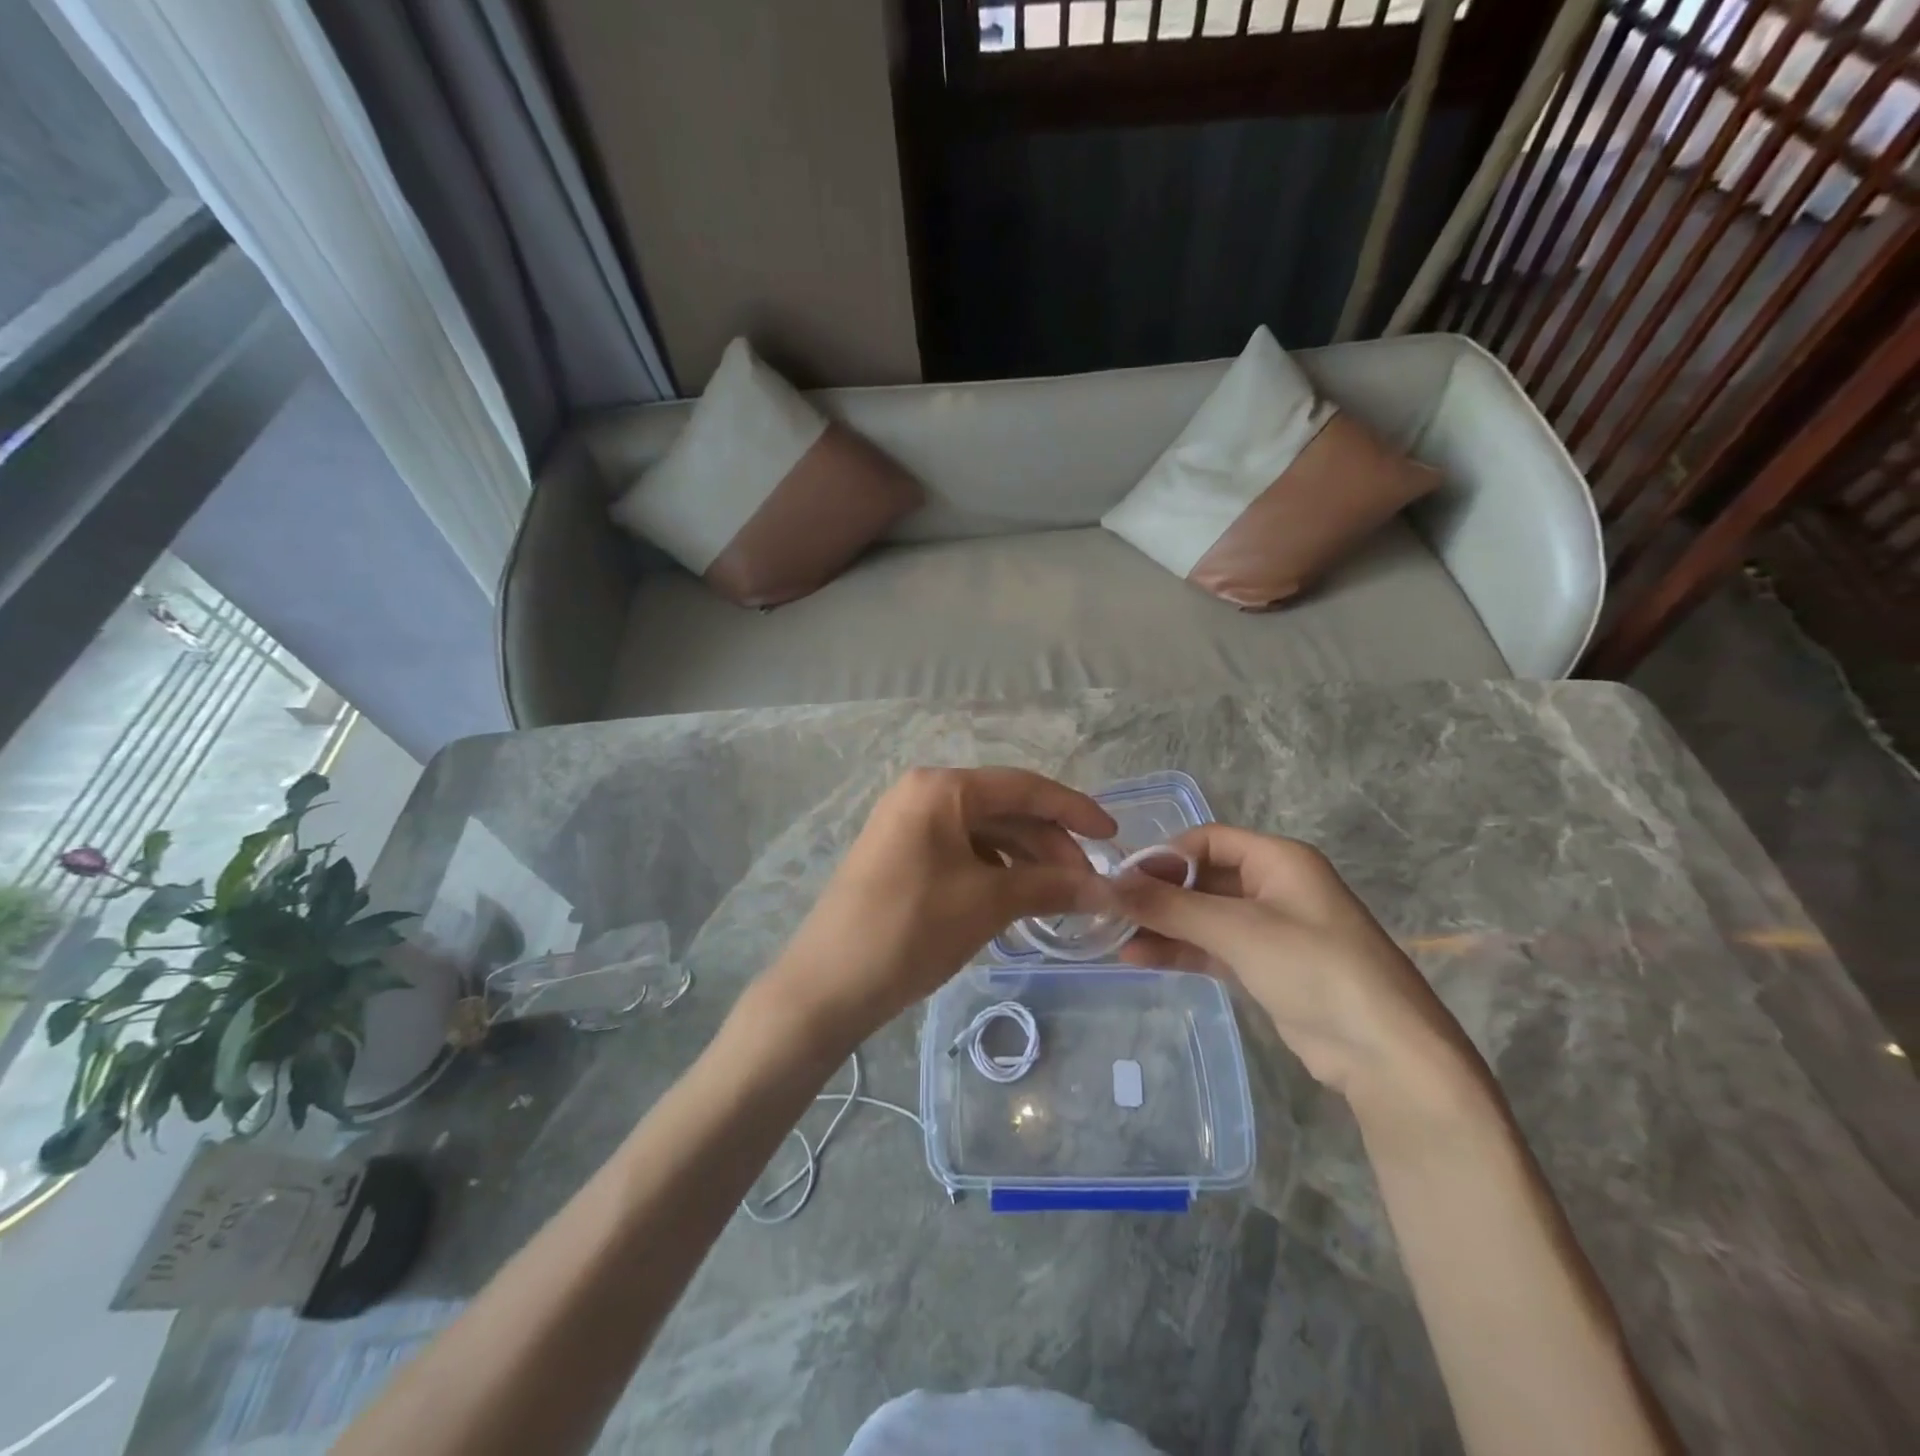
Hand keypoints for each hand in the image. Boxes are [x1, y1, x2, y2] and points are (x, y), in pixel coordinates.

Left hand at [761, 767, 1116, 1045]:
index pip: (1024, 787)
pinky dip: (994, 871)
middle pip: (1004, 808)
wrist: (827, 985)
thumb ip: (1051, 886)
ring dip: (1024, 860)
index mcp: (942, 788)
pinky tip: (1015, 900)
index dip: (1074, 810)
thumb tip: (1105, 889)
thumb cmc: (912, 930)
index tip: (1113, 836)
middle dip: (1049, 843)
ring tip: (1056, 898)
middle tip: (1085, 884)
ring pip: (983, 832)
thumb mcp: (988, 904)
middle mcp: (922, 793)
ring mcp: (907, 823)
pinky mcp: (900, 853)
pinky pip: (961, 851)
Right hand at [1113, 826, 1481, 1106]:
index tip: (1122, 879)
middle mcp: (1273, 886)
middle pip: (1202, 877)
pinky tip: (1139, 959)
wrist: (1384, 1054)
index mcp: (1279, 859)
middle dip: (1158, 894)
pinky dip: (1179, 950)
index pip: (1207, 840)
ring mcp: (1269, 928)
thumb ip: (1171, 906)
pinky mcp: (1264, 966)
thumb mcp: (1238, 930)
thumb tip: (1110, 885)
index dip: (1164, 855)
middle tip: (1110, 911)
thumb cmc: (1314, 969)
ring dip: (1162, 925)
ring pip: (1203, 915)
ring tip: (1114, 939)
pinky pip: (1212, 946)